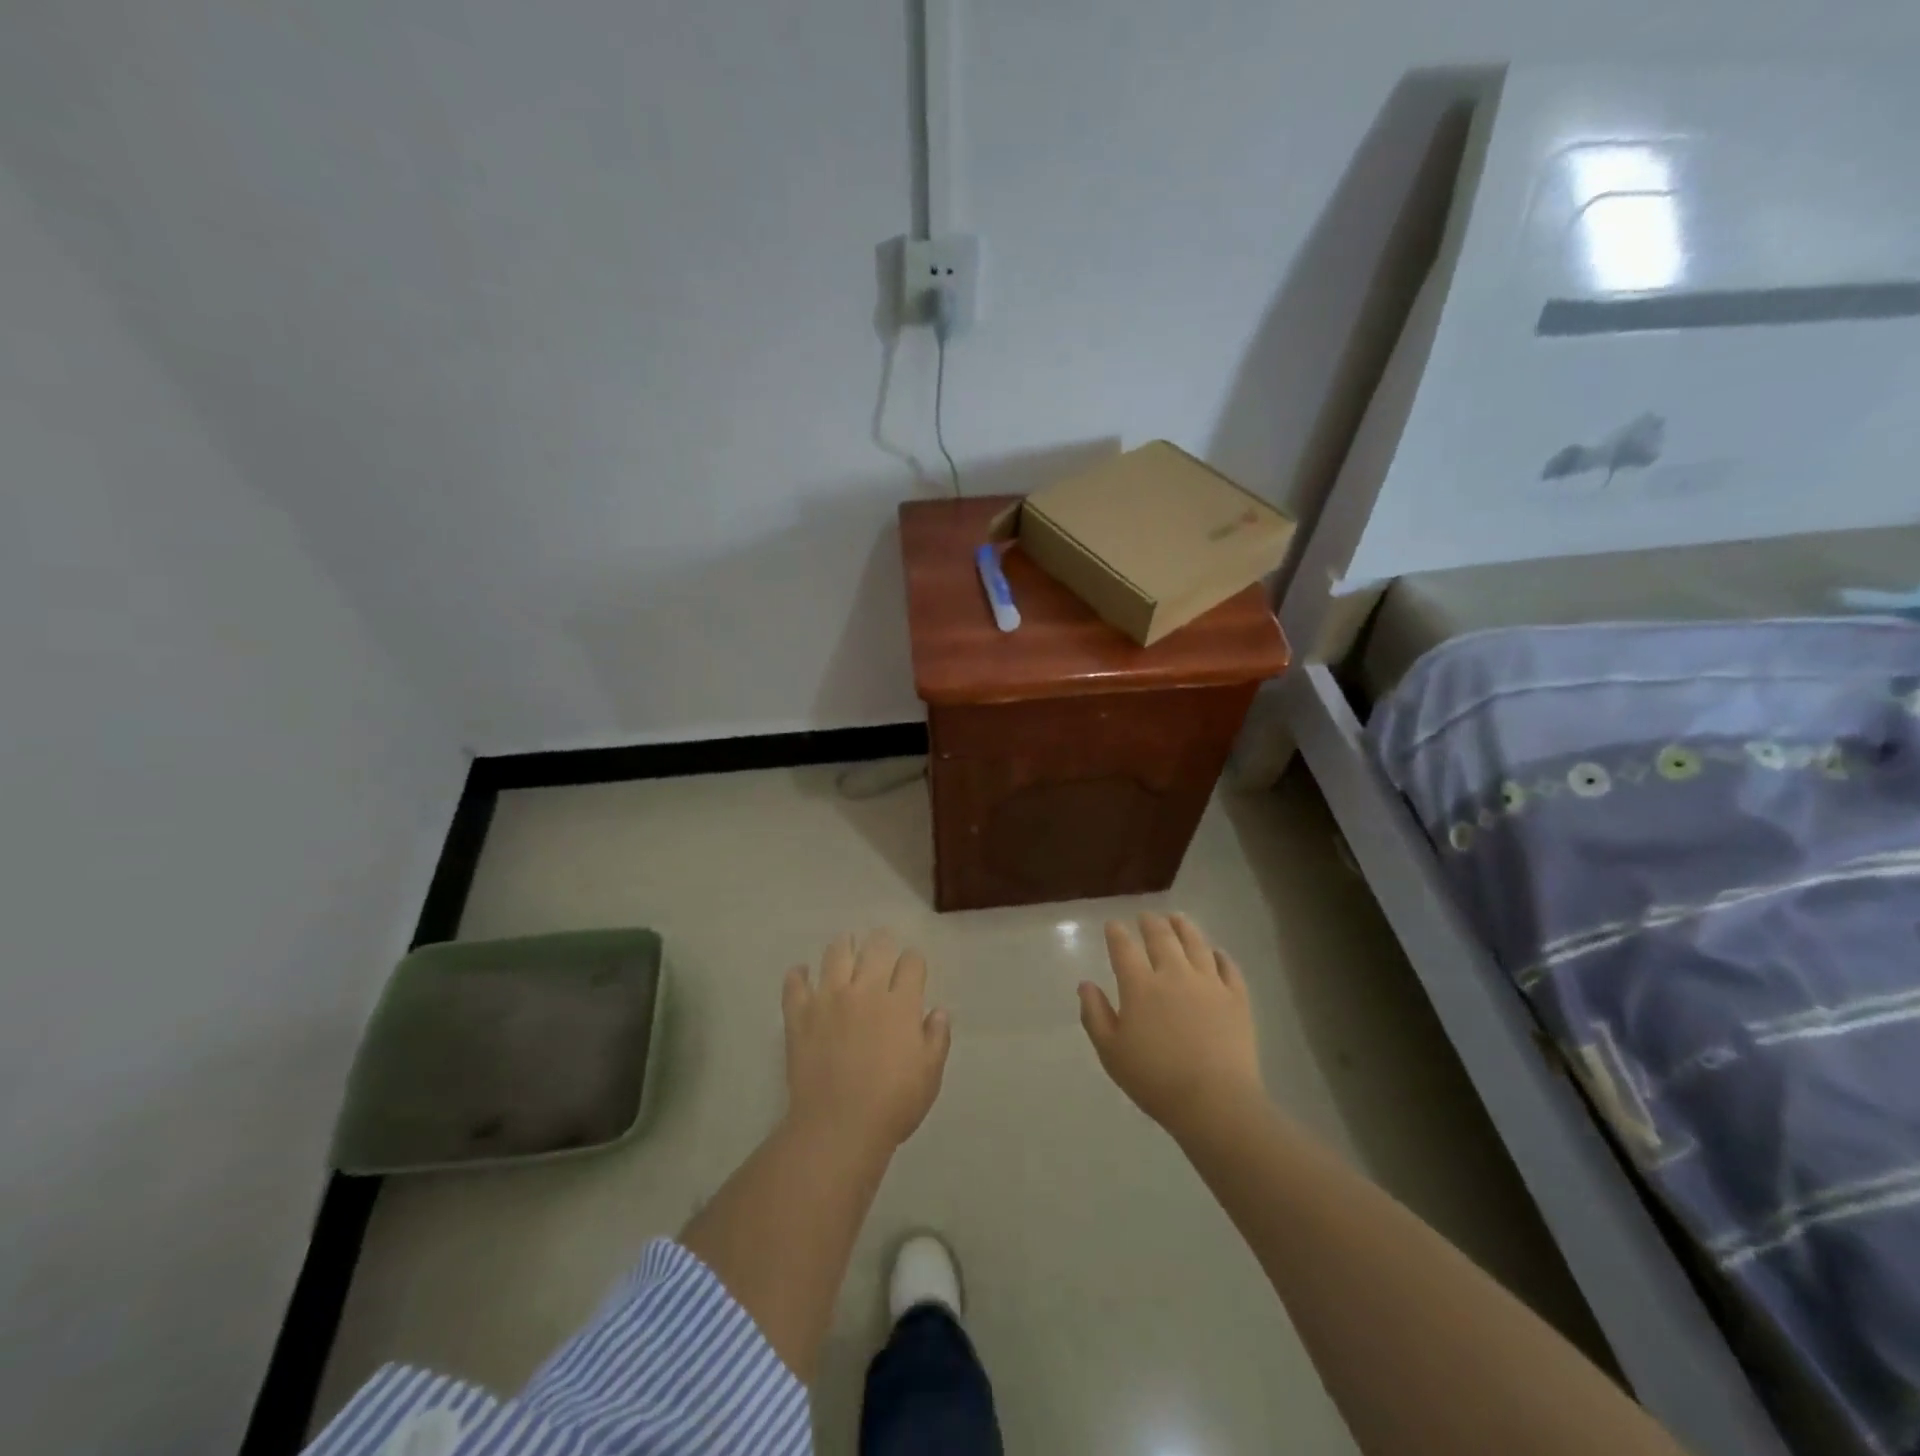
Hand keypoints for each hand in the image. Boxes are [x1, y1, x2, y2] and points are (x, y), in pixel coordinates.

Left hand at [782, 930, 951, 1153]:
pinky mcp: (800, 1014)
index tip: (912, 968)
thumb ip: (937, 1038)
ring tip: (845, 947)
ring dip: (843, 946)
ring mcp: (829, 999)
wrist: (839, 1127)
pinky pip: (795, 984)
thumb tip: (937, 1011)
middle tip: (881, 945)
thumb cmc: (893, 1104)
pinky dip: (798, 975)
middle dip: (882, 942)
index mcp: (901, 1003)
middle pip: (876, 948)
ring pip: (836, 954)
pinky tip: (802, 973)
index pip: (911, 962)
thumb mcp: (930, 1074)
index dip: (914, 962)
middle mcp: (866, 990)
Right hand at [1078, 913, 1264, 1136]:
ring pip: (1196, 943)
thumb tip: (1085, 984)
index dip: (1116, 933)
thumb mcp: (1111, 1053)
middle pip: (1161, 938)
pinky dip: (1220, 955)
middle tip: (1146, 916)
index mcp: (1140, 986)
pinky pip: (1228, 967)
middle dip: (1150, 923)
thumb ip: (1094, 1014)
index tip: (1113, 925)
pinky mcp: (1237, 998)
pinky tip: (1216, 952)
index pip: (1124, 948)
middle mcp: (1174, 974)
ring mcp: (1209, 983)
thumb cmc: (1155, 1080)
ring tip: (1178, 918)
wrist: (1215, 1101)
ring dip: (1184, 927)